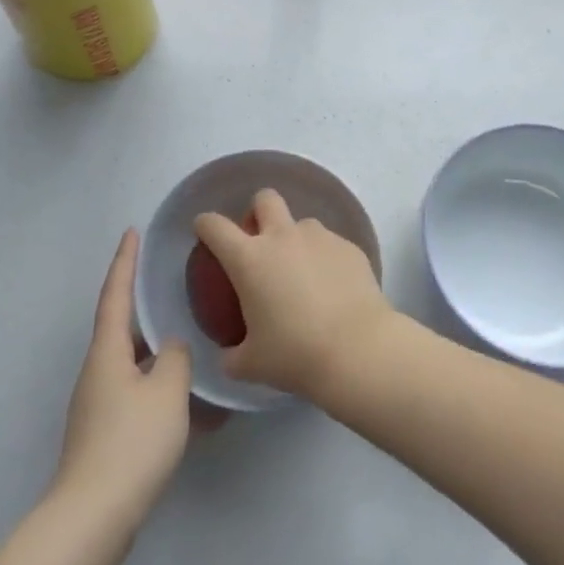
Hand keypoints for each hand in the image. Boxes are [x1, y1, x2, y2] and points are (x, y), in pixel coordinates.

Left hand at [54, 231, 196, 530]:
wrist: (95, 515)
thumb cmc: (132, 441)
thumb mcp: (167, 391)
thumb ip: (176, 358)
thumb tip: (172, 347)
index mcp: (107, 351)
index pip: (116, 294)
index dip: (124, 261)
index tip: (131, 231)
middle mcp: (98, 371)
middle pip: (123, 328)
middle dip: (145, 308)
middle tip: (173, 288)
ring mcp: (99, 404)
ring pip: (135, 365)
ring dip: (160, 355)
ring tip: (193, 346)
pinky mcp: (106, 433)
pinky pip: (139, 396)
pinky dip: (162, 391)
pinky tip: (191, 405)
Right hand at [193, 189, 393, 401]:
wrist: (358, 351)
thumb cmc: (295, 355)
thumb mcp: (251, 365)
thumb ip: (231, 356)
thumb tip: (228, 355)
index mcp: (249, 259)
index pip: (214, 225)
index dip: (205, 225)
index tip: (204, 232)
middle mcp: (282, 237)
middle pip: (264, 199)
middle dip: (257, 212)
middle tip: (260, 243)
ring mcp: (319, 238)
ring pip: (301, 223)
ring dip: (295, 240)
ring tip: (302, 275)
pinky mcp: (349, 247)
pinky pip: (330, 244)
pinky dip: (325, 260)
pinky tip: (332, 289)